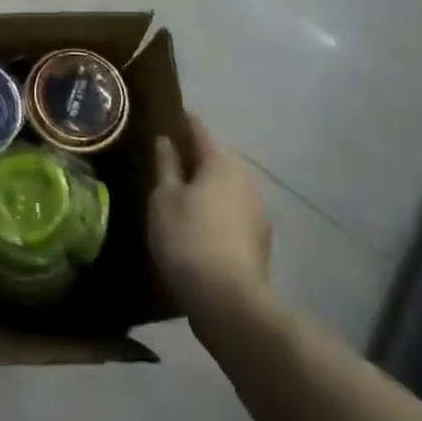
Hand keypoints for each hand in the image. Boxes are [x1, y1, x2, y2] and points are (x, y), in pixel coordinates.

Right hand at [149, 114, 272, 319]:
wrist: (229, 303)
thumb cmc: (188, 238)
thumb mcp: (164, 197)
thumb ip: (165, 165)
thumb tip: (165, 141)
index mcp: (221, 161)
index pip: (198, 128)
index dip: (180, 121)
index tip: (162, 117)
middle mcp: (245, 178)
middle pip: (215, 157)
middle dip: (192, 155)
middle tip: (164, 157)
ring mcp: (257, 211)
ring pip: (225, 186)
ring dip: (205, 185)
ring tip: (177, 192)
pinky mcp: (259, 241)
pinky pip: (231, 211)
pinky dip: (214, 209)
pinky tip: (196, 223)